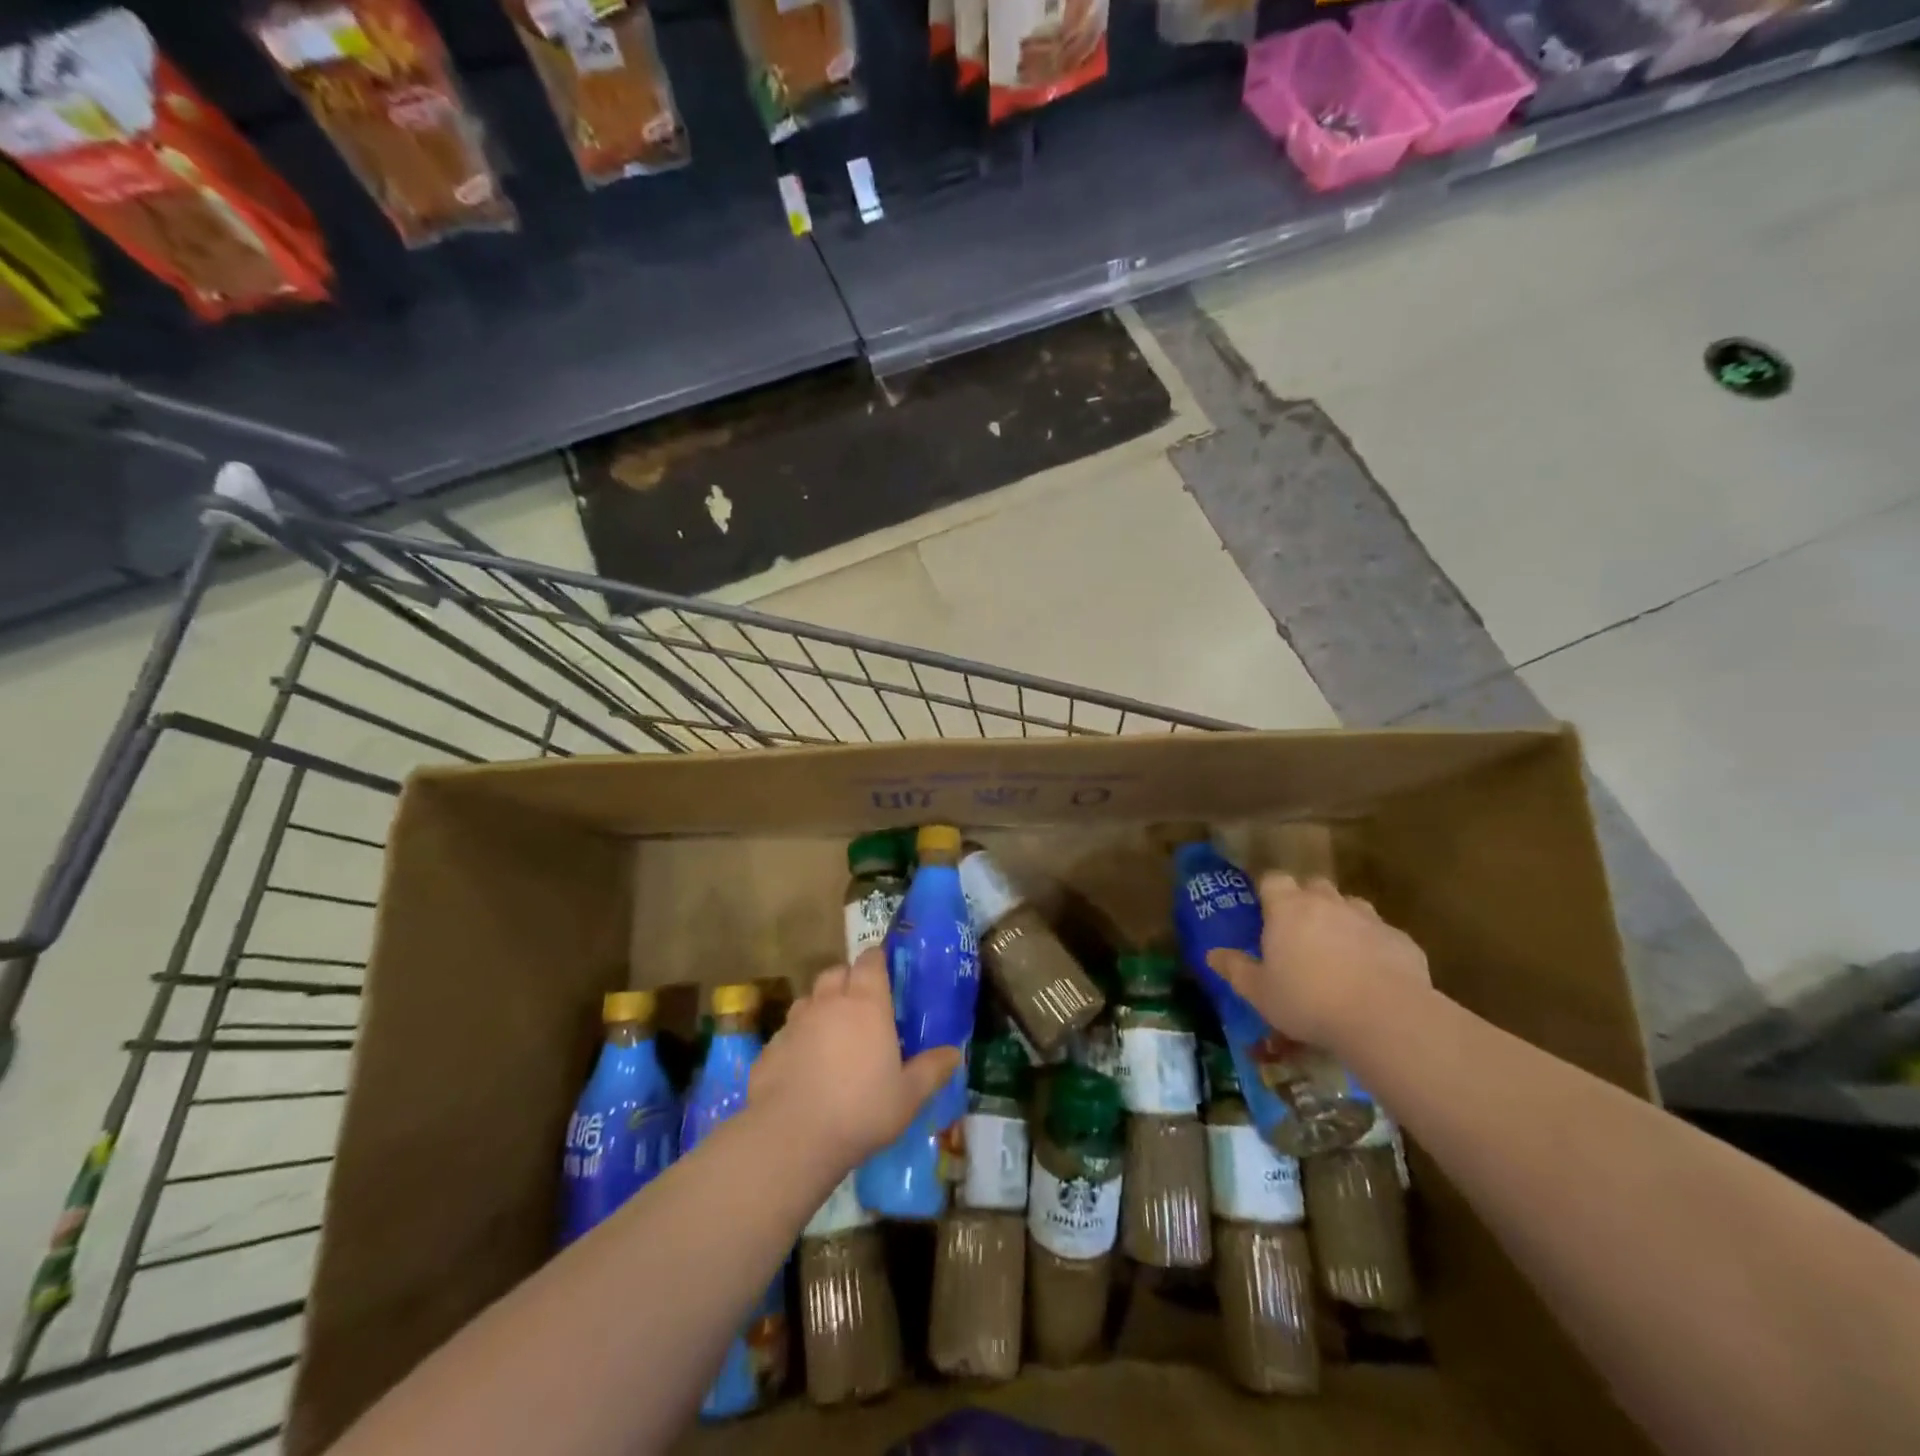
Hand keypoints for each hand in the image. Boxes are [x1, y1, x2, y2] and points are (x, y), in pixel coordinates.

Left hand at [749, 948, 961, 1170]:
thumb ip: (931, 1070)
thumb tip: (954, 1054)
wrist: (791, 1137)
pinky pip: (788, 1033)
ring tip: (832, 1037)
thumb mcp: (908, 1096)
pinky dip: (798, 1040)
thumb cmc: (861, 1109)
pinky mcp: (769, 1048)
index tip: (886, 974)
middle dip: (848, 980)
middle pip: (836, 972)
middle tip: (862, 1006)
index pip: (870, 960)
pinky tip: (804, 1068)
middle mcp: (828, 1002)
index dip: (877, 961)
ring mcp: (794, 1023)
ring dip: (821, 1008)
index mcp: (866, 1003)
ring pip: (809, 1000)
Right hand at [1206, 874, 1428, 1051]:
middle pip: (1313, 885)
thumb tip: (1212, 954)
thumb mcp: (1260, 992)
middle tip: (1298, 930)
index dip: (1267, 890)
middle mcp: (1327, 903)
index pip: (1273, 879)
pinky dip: (1373, 945)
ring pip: (1350, 906)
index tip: (1263, 909)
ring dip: (1341, 919)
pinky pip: (1381, 934)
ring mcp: (1368, 919)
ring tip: (1337, 950)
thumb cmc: (1309, 1001)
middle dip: (1306, 900)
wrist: (1386, 1017)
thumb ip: (1235, 969)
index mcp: (1288, 908)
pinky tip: (1372, 973)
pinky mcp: (1402, 940)